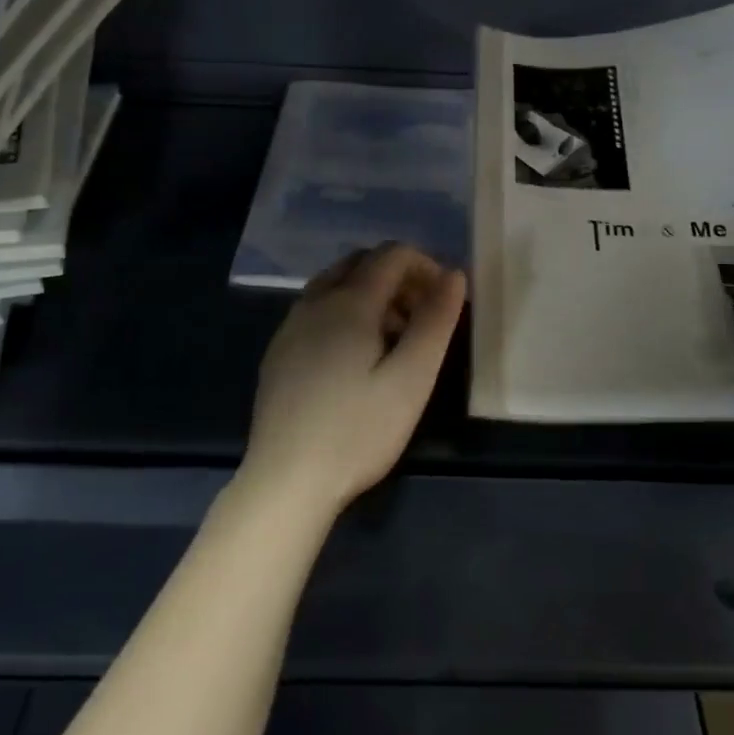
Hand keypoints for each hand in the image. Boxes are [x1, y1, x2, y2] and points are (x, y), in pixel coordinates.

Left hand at [243, 243, 466, 519]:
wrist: (286, 480)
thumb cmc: (358, 431)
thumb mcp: (411, 379)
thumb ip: (435, 321)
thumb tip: (454, 275)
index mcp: (349, 302)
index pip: (392, 255)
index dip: (426, 265)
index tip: (447, 299)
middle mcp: (314, 302)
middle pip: (362, 263)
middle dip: (399, 277)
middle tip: (424, 317)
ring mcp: (291, 326)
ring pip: (336, 285)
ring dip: (372, 295)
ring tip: (396, 339)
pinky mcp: (279, 352)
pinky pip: (317, 310)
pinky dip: (346, 314)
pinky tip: (357, 359)